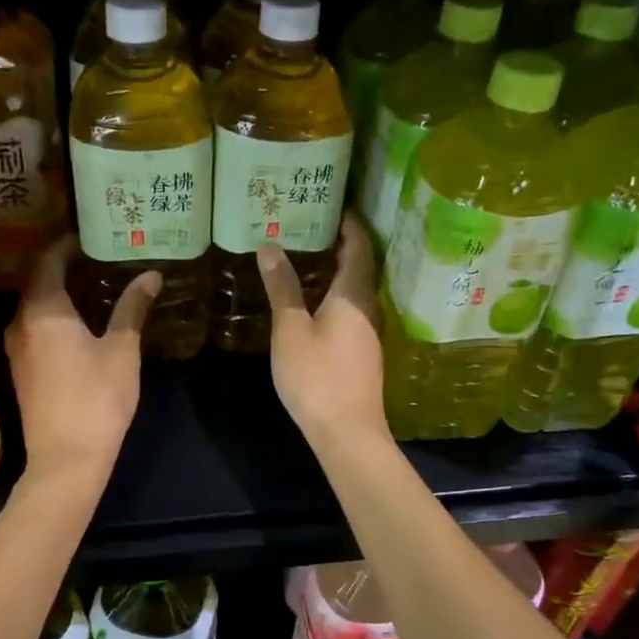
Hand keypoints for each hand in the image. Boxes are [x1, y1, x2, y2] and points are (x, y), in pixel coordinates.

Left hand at [6, 236, 159, 480]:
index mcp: (43, 310)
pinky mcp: (21, 370)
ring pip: (33, 306)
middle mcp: (21, 323)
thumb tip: (151, 275)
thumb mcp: (121, 350)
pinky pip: (33, 328)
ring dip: (57, 292)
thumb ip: (132, 308)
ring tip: (92, 286)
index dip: (66, 245)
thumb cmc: (97, 398)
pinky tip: (79, 323)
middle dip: (62, 266)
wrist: (66, 458)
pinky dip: (53, 316)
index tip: (89, 237)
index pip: (47, 261)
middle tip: (97, 258)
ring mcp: (16, 348)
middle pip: (36, 281)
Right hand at [258, 213, 389, 450]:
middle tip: (311, 228)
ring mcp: (369, 334)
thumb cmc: (316, 376)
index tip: (334, 207)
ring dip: (337, 274)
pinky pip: (351, 313)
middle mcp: (368, 309)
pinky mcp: (363, 355)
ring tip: (307, 261)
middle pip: (360, 268)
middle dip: (340, 246)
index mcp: (353, 295)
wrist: (347, 432)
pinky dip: (335, 298)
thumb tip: (270, 246)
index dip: (350, 225)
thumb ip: (282, 288)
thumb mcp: (290, 329)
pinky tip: (314, 304)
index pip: (359, 248)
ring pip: (355, 292)